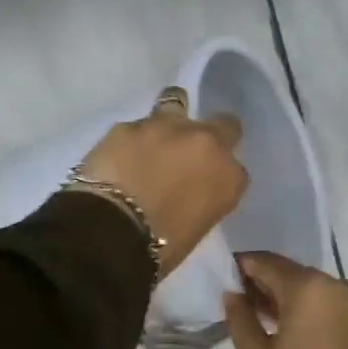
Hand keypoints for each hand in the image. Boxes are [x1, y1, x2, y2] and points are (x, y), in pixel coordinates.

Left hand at [76, 89, 247, 278]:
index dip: (219, 171)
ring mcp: (167, 127)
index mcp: (229, 176)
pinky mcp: (128, 125)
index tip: (205, 182)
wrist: (111, 233)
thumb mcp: (199, 225)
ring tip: (155, 136)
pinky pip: (136, 126)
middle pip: (224, 124)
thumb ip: (203, 195)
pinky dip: (132, 139)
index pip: (235, 167)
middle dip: (211, 134)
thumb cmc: (161, 247)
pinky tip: (119, 155)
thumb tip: (190, 186)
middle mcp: (206, 142)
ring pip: (177, 101)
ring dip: (171, 117)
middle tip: (190, 152)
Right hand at [225, 251, 347, 348]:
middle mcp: (337, 287)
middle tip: (237, 298)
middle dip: (265, 283)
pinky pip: (327, 305)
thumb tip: (233, 293)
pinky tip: (283, 327)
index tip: (223, 274)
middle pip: (292, 274)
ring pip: (311, 290)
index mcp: (310, 288)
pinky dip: (306, 309)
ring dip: (285, 297)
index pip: (268, 263)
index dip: (244, 266)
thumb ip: (240, 318)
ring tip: (256, 315)